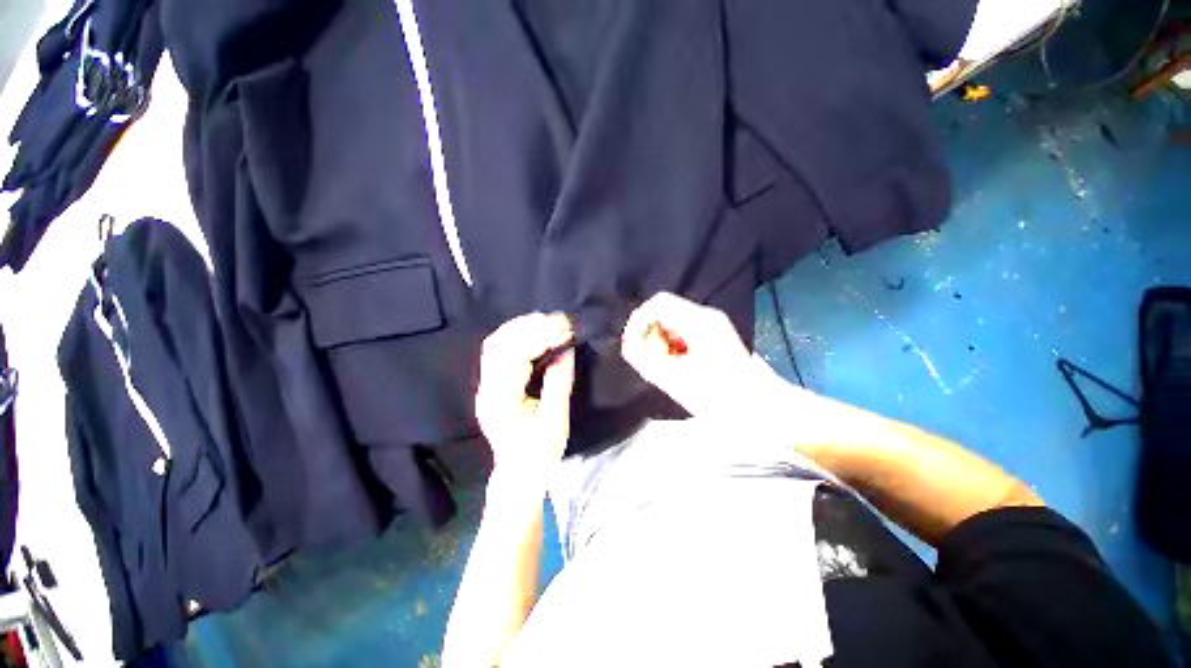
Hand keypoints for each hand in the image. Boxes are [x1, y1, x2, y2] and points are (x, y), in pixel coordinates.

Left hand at [476, 313, 575, 485]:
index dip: (541, 337)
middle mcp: (487, 389)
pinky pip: (497, 351)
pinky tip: (533, 332)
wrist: (517, 475)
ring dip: (521, 327)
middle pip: (499, 344)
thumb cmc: (539, 455)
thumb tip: (567, 350)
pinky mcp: (490, 385)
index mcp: (502, 401)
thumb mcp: (555, 422)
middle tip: (559, 319)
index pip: (516, 356)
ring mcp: (485, 386)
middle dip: (530, 326)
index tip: (566, 329)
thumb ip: (558, 383)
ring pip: (495, 344)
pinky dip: (515, 336)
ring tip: (548, 321)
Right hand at [621, 292, 755, 417]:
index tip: (631, 343)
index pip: (658, 303)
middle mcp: (706, 315)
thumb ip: (643, 358)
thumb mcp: (672, 378)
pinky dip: (672, 343)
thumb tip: (628, 344)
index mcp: (698, 321)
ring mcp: (712, 323)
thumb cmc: (717, 396)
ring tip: (662, 363)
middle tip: (648, 358)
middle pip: (664, 310)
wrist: (759, 408)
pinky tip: (676, 363)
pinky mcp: (714, 334)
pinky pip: (683, 330)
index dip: (639, 320)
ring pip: (672, 320)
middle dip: (649, 332)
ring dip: (660, 338)